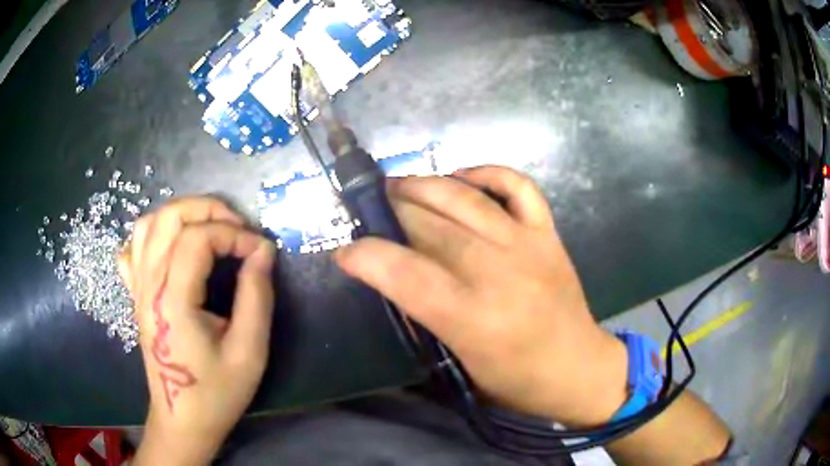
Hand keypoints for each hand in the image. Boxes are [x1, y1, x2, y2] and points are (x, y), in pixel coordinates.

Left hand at [118, 197, 275, 463]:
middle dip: (208, 209)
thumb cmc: (216, 393)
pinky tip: (173, 248)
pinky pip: (134, 247)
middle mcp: (149, 285)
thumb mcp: (249, 352)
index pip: (198, 238)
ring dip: (182, 215)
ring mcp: (138, 288)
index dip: (234, 233)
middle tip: (237, 228)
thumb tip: (263, 251)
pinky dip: (154, 234)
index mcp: (173, 301)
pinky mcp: (136, 295)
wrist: (183, 420)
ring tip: (210, 230)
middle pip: (169, 216)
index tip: (261, 250)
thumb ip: (256, 296)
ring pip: (148, 224)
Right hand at [335, 166, 627, 426]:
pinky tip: (462, 178)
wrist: (577, 367)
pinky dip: (486, 172)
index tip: (345, 252)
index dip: (365, 256)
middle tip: (368, 210)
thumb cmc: (515, 379)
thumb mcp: (459, 362)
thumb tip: (391, 276)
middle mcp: (498, 272)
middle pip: (428, 225)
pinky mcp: (547, 232)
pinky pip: (516, 185)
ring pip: (463, 197)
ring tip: (398, 186)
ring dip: (423, 185)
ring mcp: (527, 244)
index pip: (403, 272)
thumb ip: (423, 316)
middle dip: (388, 211)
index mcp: (472, 318)